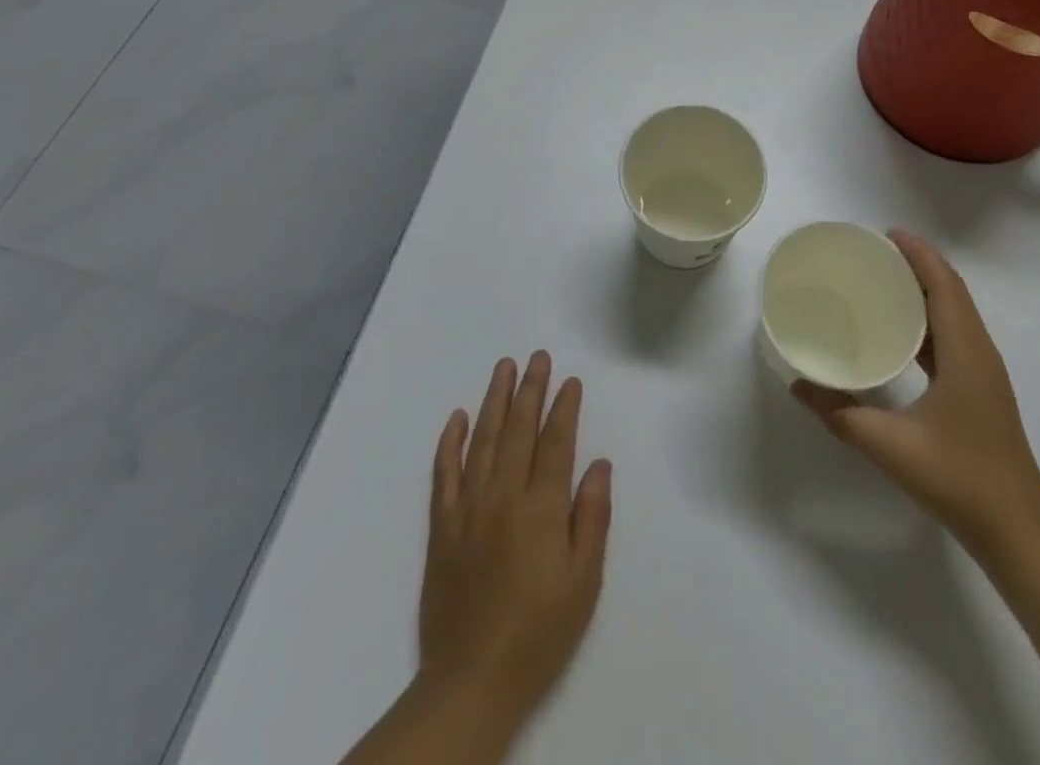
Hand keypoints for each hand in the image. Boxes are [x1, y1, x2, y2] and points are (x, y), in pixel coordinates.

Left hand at [418, 352, 612, 728]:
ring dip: (494, 400)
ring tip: (503, 367)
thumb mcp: (584, 583)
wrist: (471, 682)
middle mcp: (503, 496)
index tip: (571, 381)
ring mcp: (468, 508)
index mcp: (541, 508)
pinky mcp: (441, 526)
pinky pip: (443, 473)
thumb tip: (598, 464)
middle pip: (518, 429)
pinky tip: (457, 417)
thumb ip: (591, 518)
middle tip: (538, 357)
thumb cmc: (539, 633)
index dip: (564, 408)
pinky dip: (450, 441)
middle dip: (530, 389)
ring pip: (482, 440)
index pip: (555, 443)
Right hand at [792, 231, 1039, 550]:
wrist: (1019, 533)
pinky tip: (898, 333)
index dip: (919, 253)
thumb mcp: (891, 446)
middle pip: (951, 291)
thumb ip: (841, 414)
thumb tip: (799, 385)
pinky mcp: (979, 390)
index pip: (944, 285)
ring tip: (881, 281)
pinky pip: (952, 337)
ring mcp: (983, 373)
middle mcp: (979, 352)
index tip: (886, 233)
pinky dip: (927, 320)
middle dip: (917, 264)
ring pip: (954, 314)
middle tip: (874, 253)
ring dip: (924, 290)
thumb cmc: (960, 480)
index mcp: (965, 352)